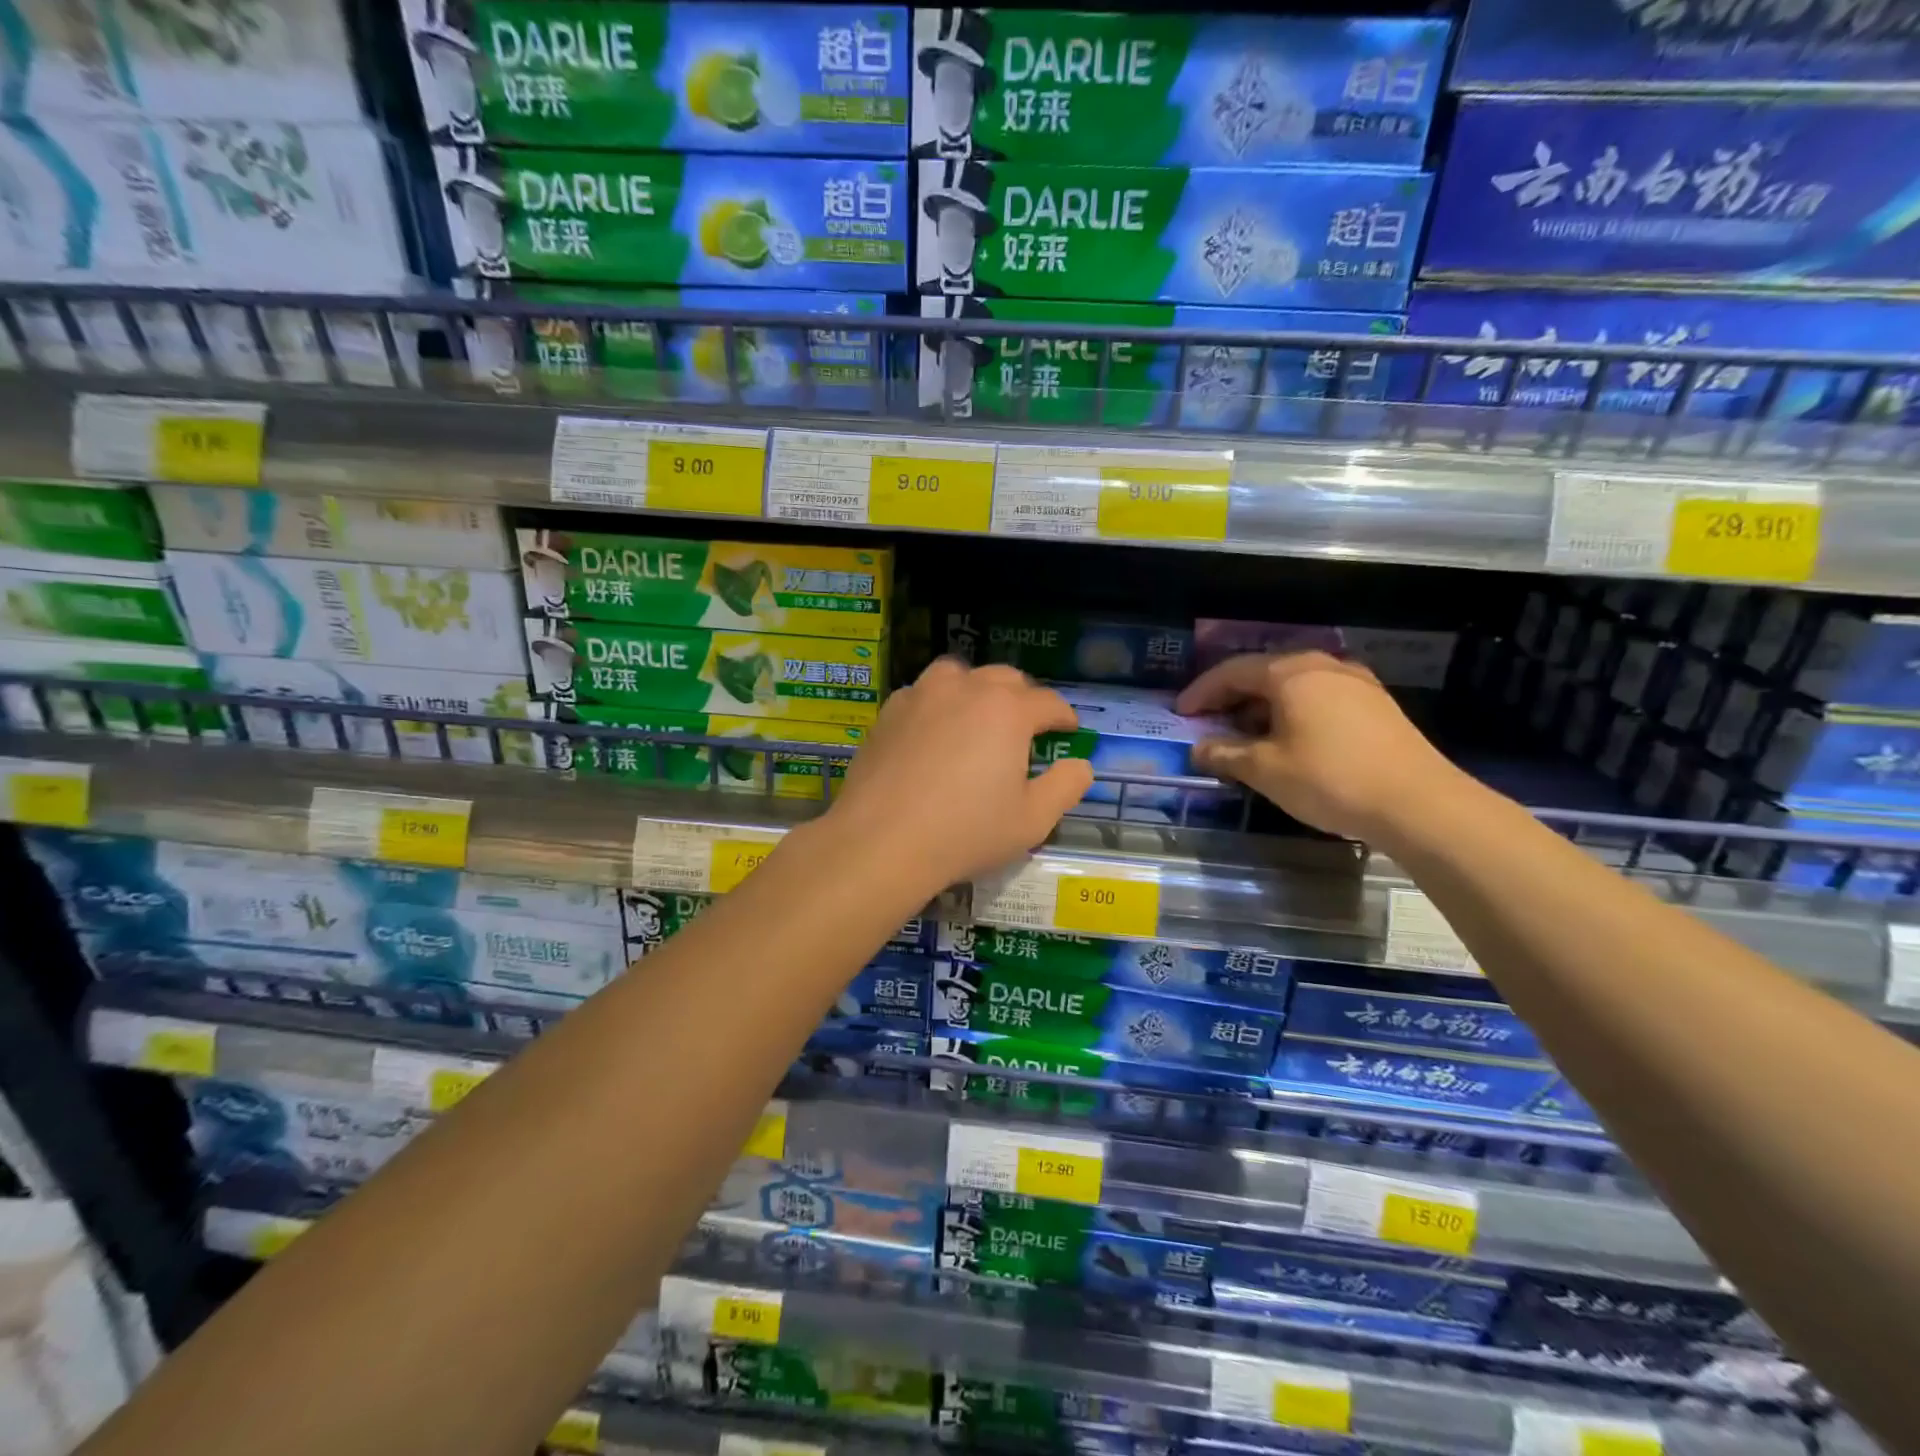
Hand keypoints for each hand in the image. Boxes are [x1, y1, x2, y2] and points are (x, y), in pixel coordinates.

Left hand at [827, 659, 1093, 890]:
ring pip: (959, 675)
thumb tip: (1081, 764)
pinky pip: (923, 694)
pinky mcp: (889, 711)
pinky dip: (938, 704)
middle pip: (1005, 679)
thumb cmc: (966, 832)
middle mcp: (966, 688)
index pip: (1048, 702)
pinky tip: (934, 733)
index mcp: (1008, 710)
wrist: (881, 841)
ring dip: (977, 690)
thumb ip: (1066, 786)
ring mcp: (922, 695)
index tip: (1069, 731)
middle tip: (1027, 728)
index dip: (1064, 717)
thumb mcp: (1033, 820)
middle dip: (1024, 699)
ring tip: (978, 718)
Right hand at [1176, 651, 1463, 842]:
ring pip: (1294, 685)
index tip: (1180, 713)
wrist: (1419, 803)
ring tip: (1245, 734)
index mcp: (1291, 673)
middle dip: (1232, 697)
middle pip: (1264, 673)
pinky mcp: (1376, 705)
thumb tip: (1199, 749)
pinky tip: (1288, 740)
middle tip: (1209, 722)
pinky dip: (1292, 712)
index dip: (1202, 692)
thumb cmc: (1330, 779)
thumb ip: (1226, 754)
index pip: (1232, 672)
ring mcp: (1355, 683)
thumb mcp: (1265, 770)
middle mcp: (1324, 666)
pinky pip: (1319, 698)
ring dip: (1263, 706)